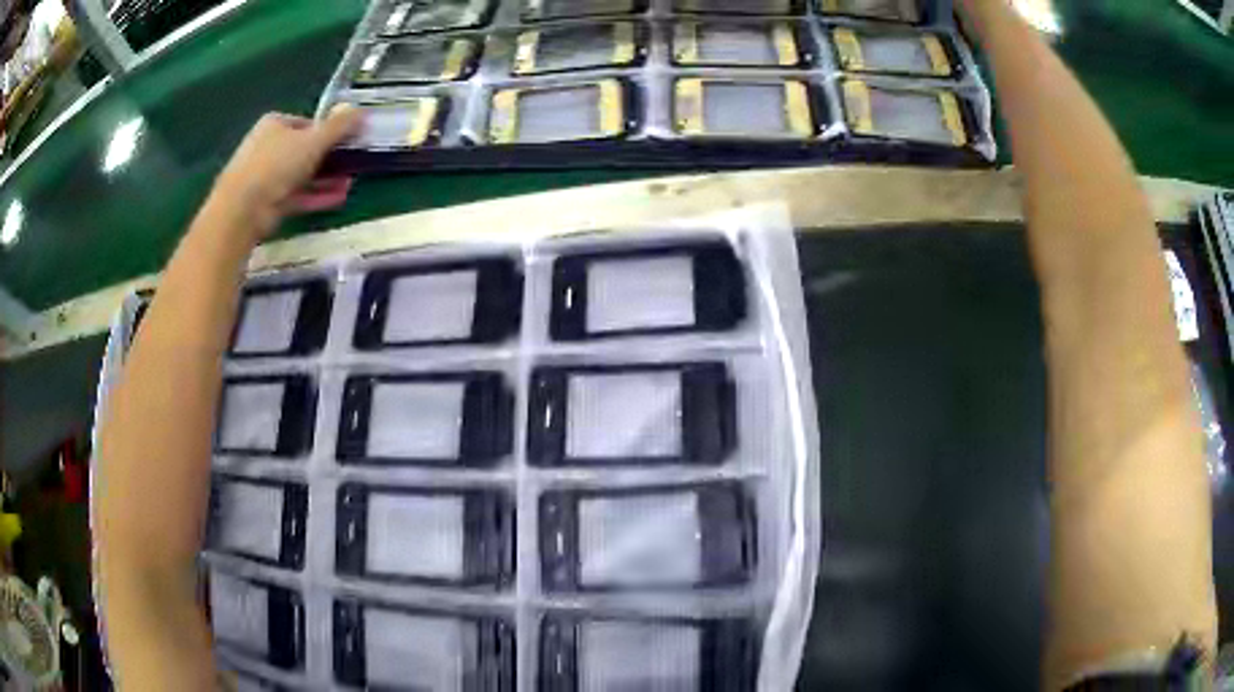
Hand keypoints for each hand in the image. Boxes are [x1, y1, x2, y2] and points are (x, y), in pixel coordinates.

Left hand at [207, 106, 362, 242]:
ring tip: (348, 184)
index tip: (348, 141)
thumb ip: (339, 126)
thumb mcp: (314, 140)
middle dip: (329, 159)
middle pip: (304, 150)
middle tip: (351, 164)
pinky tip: (338, 199)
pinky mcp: (266, 202)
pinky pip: (296, 195)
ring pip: (301, 175)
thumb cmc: (277, 164)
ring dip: (326, 179)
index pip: (307, 124)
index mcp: (274, 124)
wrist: (242, 209)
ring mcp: (265, 176)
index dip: (329, 131)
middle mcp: (267, 146)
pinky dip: (315, 196)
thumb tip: (362, 110)